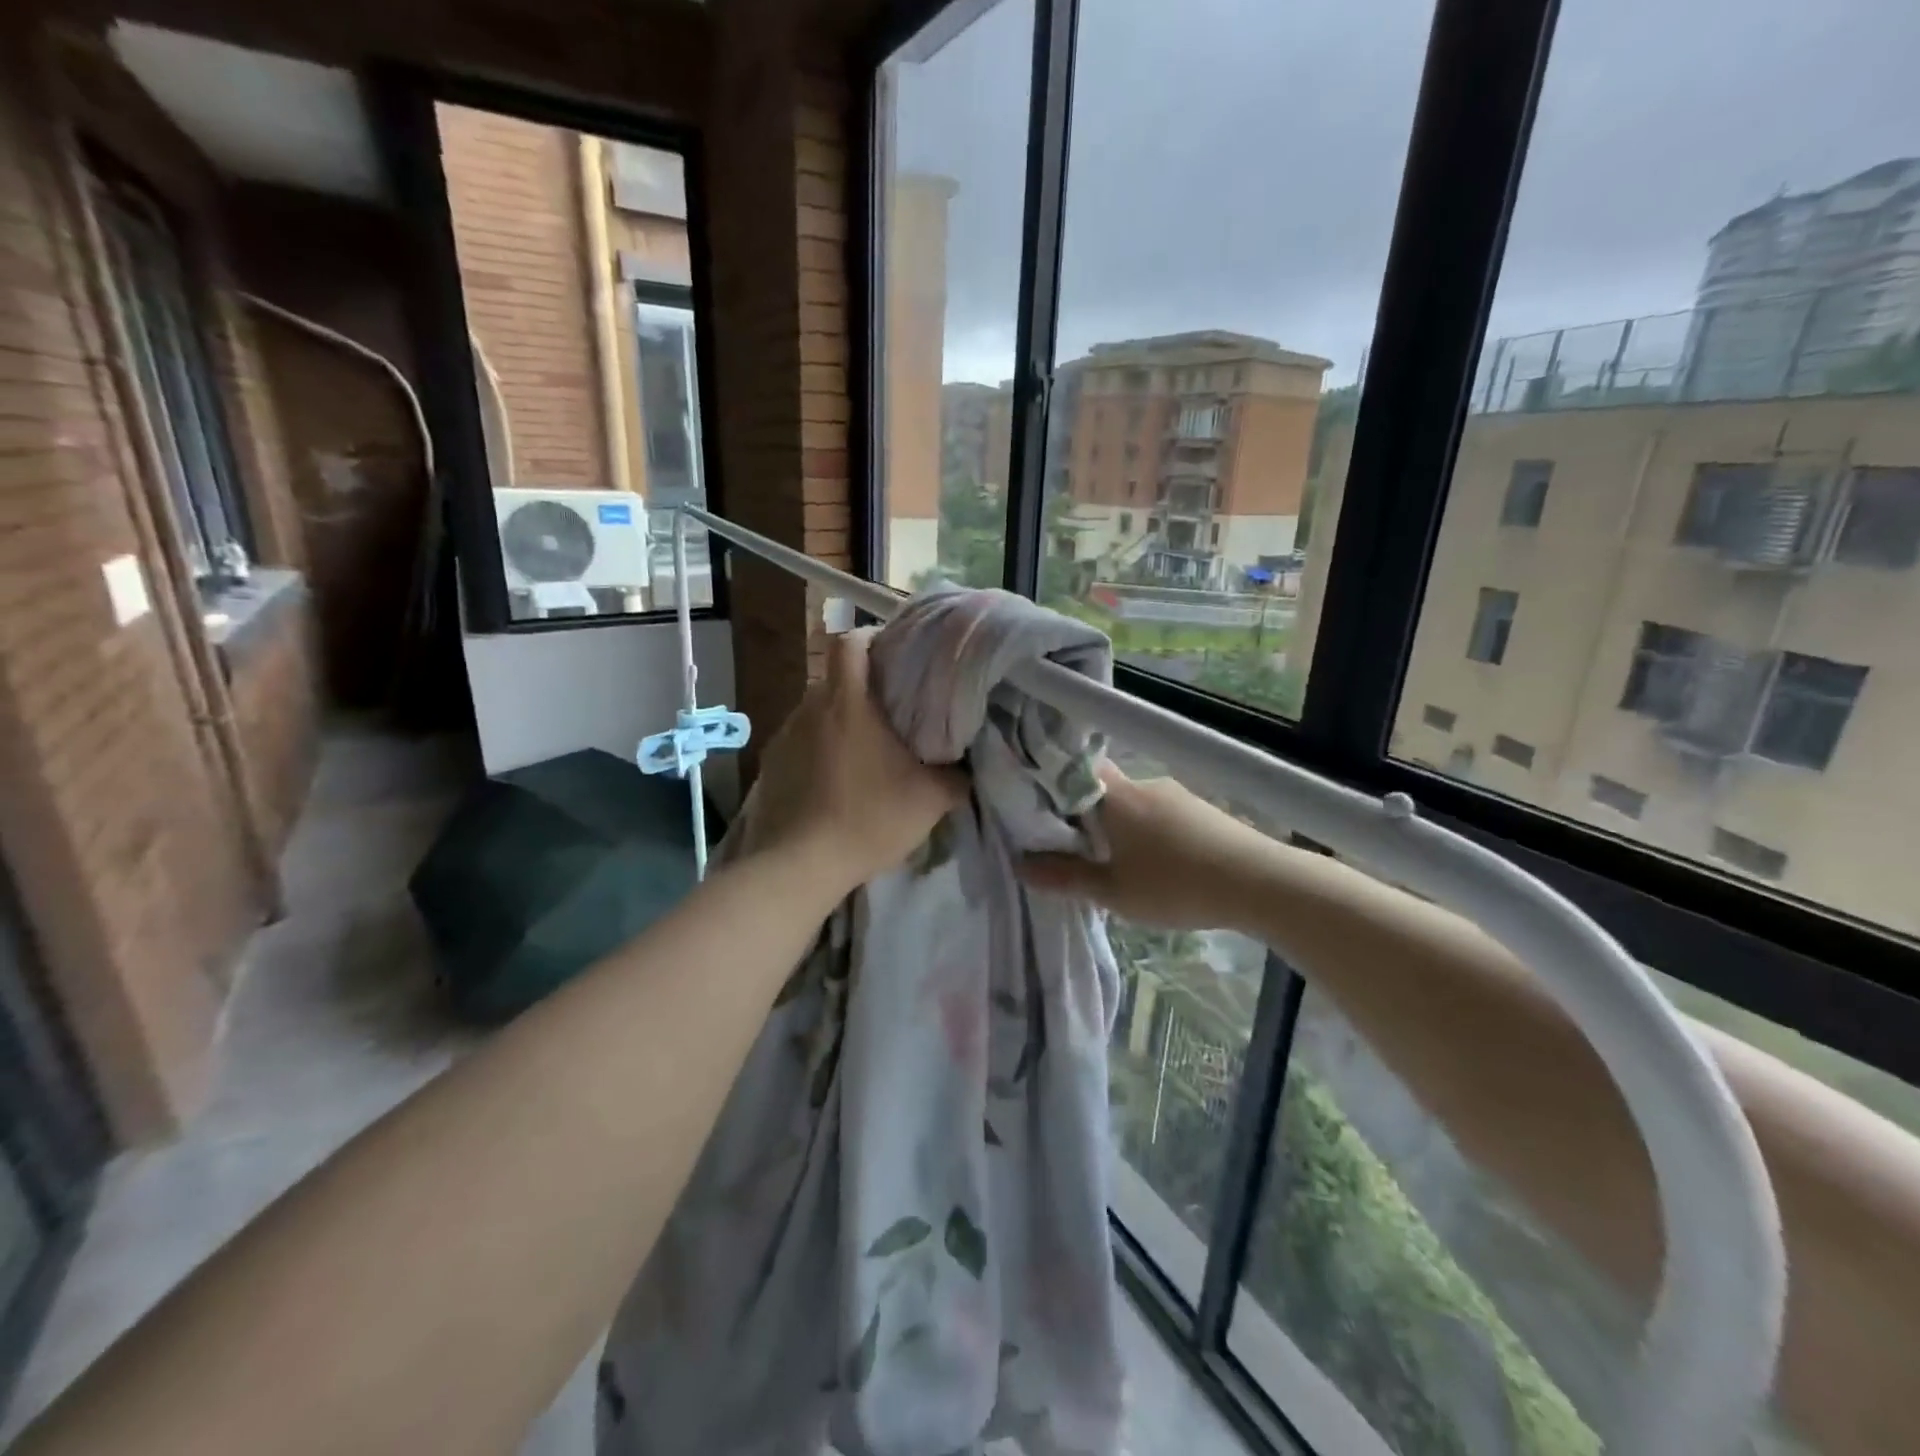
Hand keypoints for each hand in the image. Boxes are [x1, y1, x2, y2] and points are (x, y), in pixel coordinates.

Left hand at [748, 630, 966, 896]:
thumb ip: (956, 777)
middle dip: (863, 686)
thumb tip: (968, 768)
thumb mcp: (930, 800)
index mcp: (847, 701)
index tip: (897, 653)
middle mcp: (809, 707)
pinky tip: (834, 780)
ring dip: (840, 720)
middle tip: (893, 709)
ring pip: (817, 711)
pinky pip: (800, 742)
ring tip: (864, 749)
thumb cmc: (869, 819)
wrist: (799, 866)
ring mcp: (784, 736)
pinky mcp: (770, 765)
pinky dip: (819, 749)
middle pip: (836, 677)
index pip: (851, 641)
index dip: (873, 637)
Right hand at [1019, 764, 1275, 932]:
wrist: (1258, 882)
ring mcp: (1176, 794)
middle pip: (1103, 789)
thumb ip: (1065, 877)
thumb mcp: (1112, 892)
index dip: (1054, 782)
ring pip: (1134, 803)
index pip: (1074, 770)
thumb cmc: (1174, 885)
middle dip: (1087, 813)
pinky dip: (1150, 832)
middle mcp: (1143, 784)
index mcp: (1114, 797)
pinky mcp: (1202, 809)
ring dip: (1122, 826)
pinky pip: (1161, 814)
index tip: (1039, 805)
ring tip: (1118, 863)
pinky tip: (1158, 864)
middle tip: (1075, 846)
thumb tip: (1019, 865)